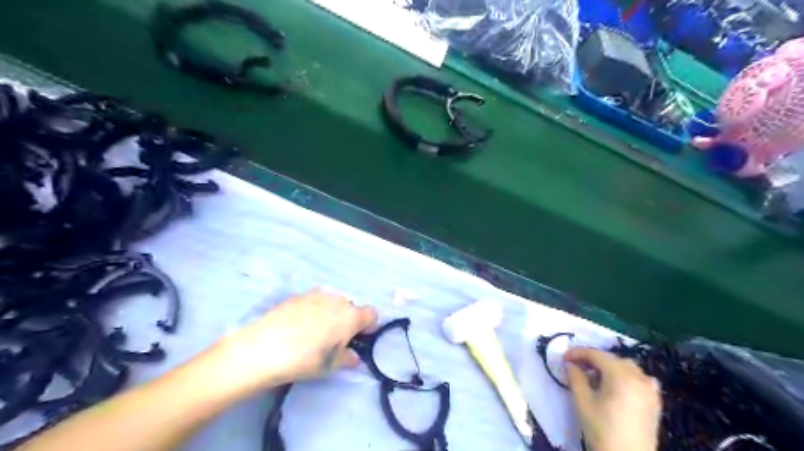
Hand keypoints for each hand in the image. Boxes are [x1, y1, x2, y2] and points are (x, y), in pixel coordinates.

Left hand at [202, 290, 376, 395]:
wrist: (263, 347)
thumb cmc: (304, 359)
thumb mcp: (330, 365)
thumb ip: (347, 358)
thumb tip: (353, 356)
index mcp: (350, 316)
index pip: (372, 314)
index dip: (368, 326)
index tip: (358, 338)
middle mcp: (337, 300)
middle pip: (351, 307)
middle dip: (348, 320)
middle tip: (334, 338)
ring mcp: (317, 294)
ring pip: (333, 302)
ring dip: (331, 313)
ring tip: (314, 331)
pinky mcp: (299, 295)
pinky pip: (315, 301)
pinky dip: (313, 310)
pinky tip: (298, 325)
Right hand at [565, 348, 658, 449]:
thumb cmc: (602, 429)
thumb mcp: (583, 401)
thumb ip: (575, 377)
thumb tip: (570, 364)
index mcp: (621, 375)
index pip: (596, 355)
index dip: (578, 353)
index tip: (564, 358)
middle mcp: (639, 377)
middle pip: (612, 359)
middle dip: (593, 360)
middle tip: (577, 367)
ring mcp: (650, 389)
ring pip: (627, 368)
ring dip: (610, 367)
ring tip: (595, 378)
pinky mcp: (655, 402)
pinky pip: (640, 379)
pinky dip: (627, 377)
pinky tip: (617, 387)